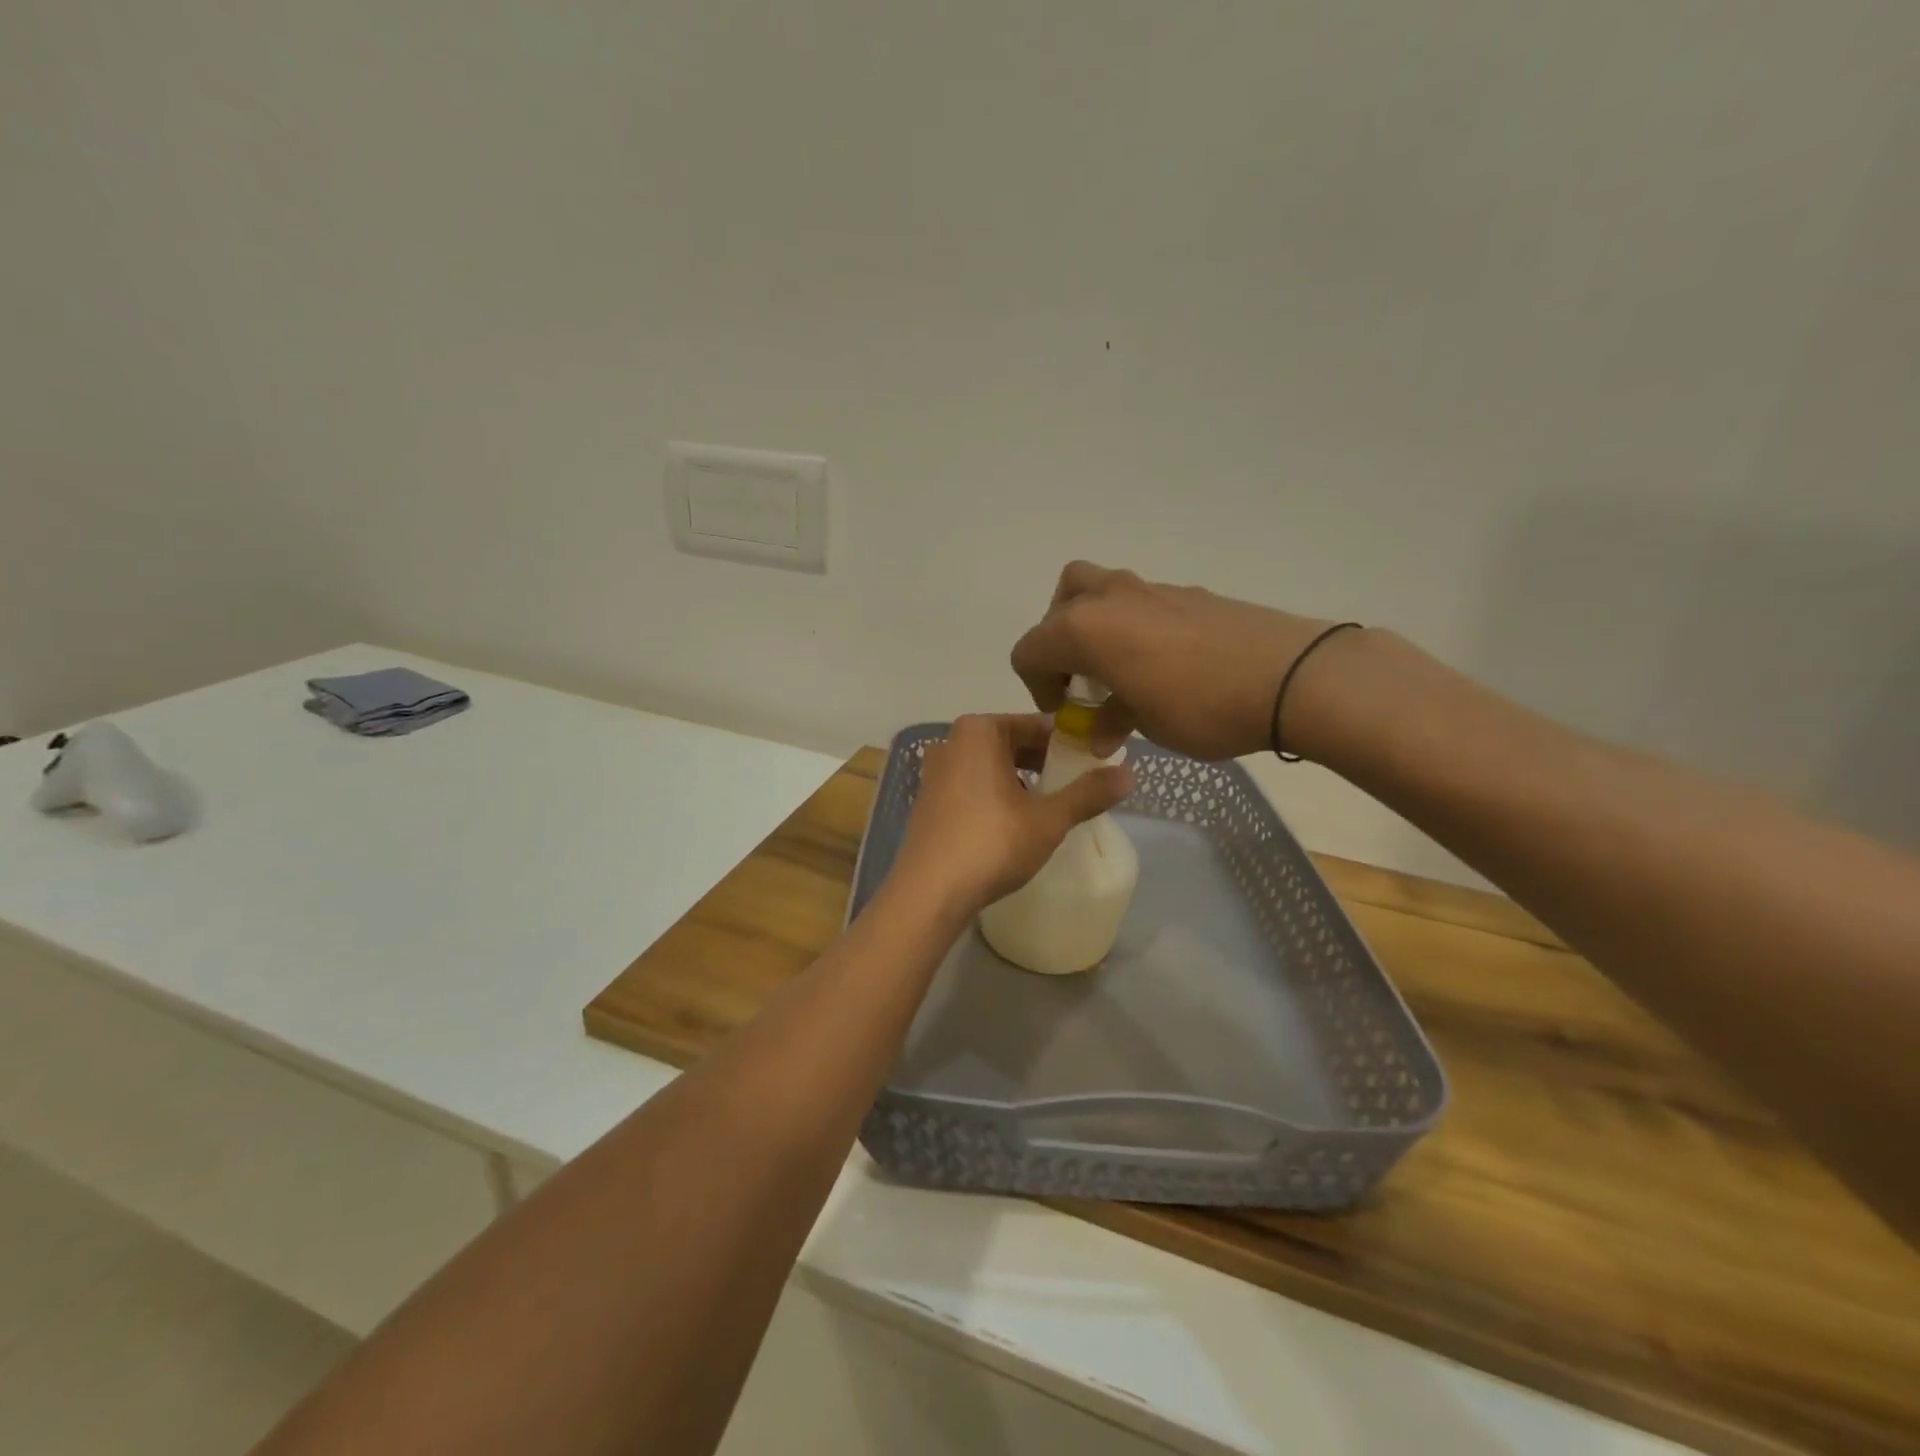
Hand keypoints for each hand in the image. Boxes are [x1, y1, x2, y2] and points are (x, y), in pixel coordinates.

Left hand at [891, 714, 1132, 915]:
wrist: (929, 892)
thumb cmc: (991, 843)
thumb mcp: (1048, 819)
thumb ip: (1088, 793)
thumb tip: (1129, 774)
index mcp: (979, 731)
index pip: (1037, 725)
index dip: (1069, 744)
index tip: (1094, 763)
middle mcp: (952, 742)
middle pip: (1012, 744)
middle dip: (1045, 762)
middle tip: (1079, 786)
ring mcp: (935, 772)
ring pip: (992, 767)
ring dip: (1021, 781)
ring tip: (1051, 806)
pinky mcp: (928, 801)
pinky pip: (972, 786)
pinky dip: (996, 796)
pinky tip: (1014, 823)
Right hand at [1011, 561, 1357, 759]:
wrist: (1290, 677)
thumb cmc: (1201, 706)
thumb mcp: (1146, 724)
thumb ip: (1111, 720)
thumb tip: (1099, 731)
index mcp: (1085, 627)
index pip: (1030, 649)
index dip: (1037, 685)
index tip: (1065, 712)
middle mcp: (1110, 598)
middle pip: (1061, 602)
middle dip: (1059, 640)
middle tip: (1082, 677)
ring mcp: (1153, 589)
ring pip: (1102, 593)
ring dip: (1097, 629)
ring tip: (1122, 672)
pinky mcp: (1190, 594)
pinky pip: (1142, 604)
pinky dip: (1135, 628)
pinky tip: (1164, 666)